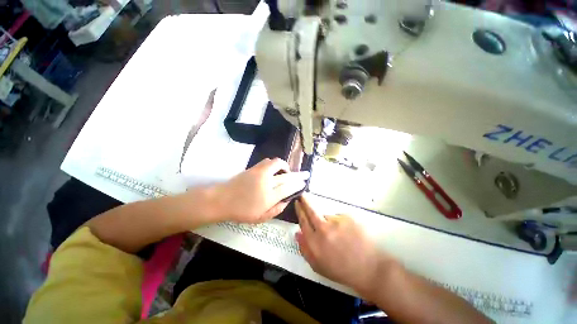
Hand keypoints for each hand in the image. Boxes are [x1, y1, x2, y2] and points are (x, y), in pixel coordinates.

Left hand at [211, 158, 308, 222]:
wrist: (221, 200)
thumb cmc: (241, 211)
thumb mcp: (261, 217)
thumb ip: (276, 209)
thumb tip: (286, 201)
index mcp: (269, 196)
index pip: (288, 187)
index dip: (297, 184)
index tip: (303, 183)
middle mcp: (266, 181)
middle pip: (285, 172)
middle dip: (295, 172)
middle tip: (297, 175)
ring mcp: (259, 172)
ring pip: (275, 162)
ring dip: (282, 166)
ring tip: (283, 172)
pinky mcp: (252, 168)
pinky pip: (267, 161)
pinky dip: (273, 164)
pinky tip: (272, 171)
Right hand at [295, 195, 399, 294]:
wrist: (370, 268)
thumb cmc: (342, 270)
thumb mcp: (318, 266)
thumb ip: (305, 249)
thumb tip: (297, 233)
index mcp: (315, 242)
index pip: (303, 221)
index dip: (299, 211)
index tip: (297, 203)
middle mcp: (324, 229)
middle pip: (311, 211)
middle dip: (305, 201)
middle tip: (303, 196)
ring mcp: (337, 222)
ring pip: (327, 216)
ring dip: (329, 222)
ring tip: (339, 235)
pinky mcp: (348, 217)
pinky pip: (340, 217)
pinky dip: (341, 223)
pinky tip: (348, 234)